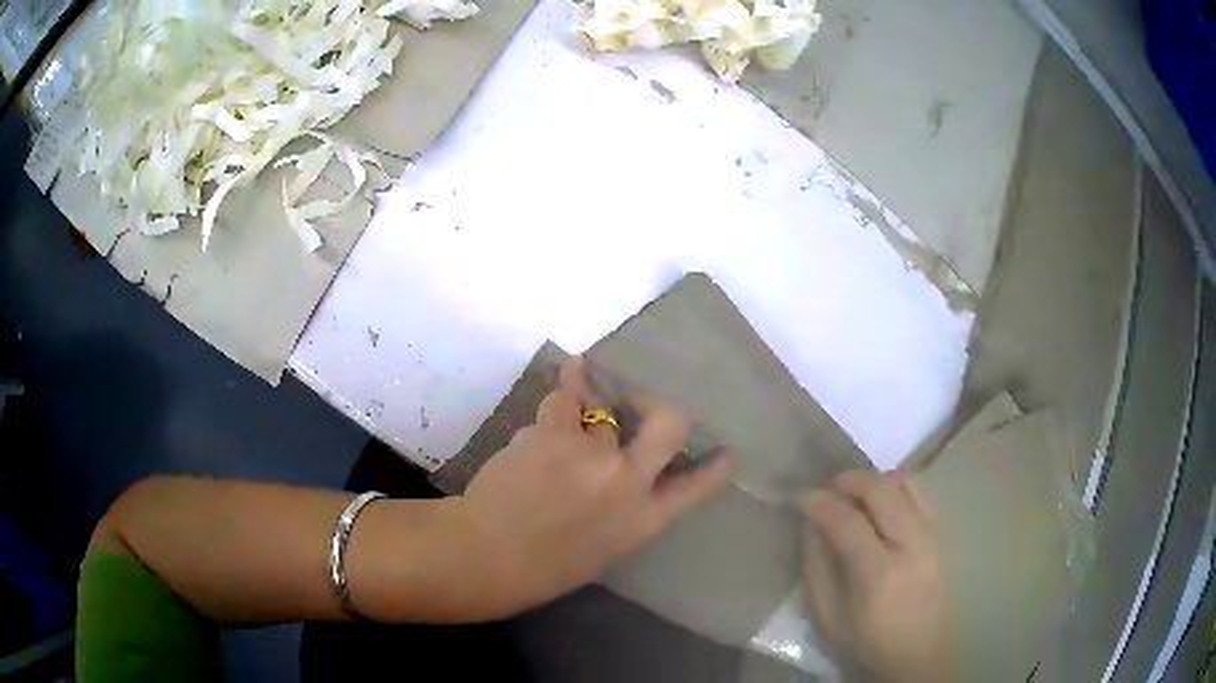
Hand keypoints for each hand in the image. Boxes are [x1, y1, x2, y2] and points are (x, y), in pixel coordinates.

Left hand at [449, 358, 734, 619]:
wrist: (488, 555)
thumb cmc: (545, 566)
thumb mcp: (602, 547)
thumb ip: (623, 508)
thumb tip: (627, 472)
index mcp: (642, 520)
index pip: (695, 488)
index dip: (715, 468)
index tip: (728, 452)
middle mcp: (627, 480)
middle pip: (668, 421)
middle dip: (658, 405)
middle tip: (640, 398)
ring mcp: (593, 453)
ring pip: (601, 402)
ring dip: (587, 398)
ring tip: (575, 396)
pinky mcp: (556, 433)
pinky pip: (562, 400)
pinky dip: (557, 403)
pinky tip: (550, 408)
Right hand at [803, 471, 948, 682]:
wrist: (916, 651)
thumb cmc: (867, 640)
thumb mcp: (828, 615)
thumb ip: (817, 566)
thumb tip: (812, 523)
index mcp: (878, 575)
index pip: (848, 522)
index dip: (821, 503)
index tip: (802, 496)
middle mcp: (911, 546)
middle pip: (882, 491)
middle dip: (850, 480)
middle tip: (828, 488)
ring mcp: (930, 537)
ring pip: (905, 483)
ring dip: (874, 480)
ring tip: (854, 494)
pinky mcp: (940, 534)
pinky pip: (920, 493)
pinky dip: (896, 487)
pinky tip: (881, 502)